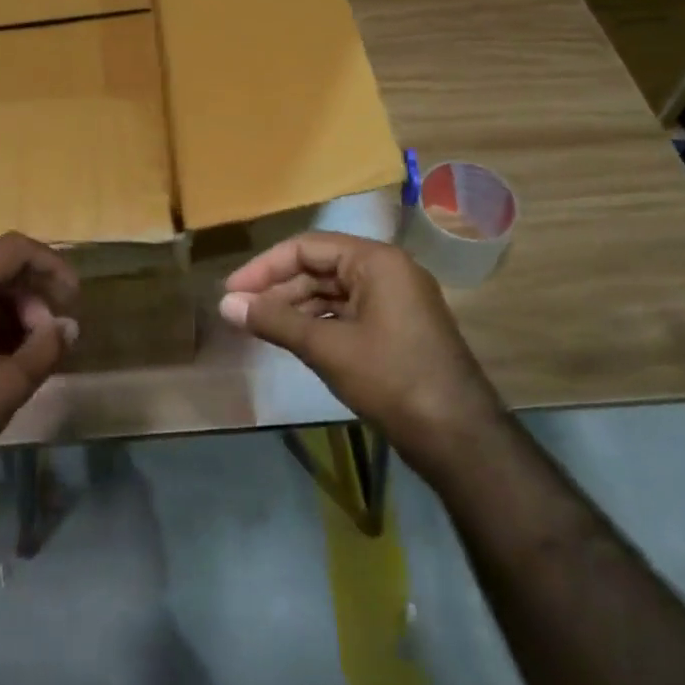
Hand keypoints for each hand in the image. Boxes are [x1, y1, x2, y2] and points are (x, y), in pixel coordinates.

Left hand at [0, 232, 78, 499]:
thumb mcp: (8, 386)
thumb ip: (45, 347)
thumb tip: (69, 326)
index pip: (10, 250)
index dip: (48, 264)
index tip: (71, 296)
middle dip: (30, 288)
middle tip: (52, 326)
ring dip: (10, 302)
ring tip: (32, 343)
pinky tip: (5, 349)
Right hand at [220, 232, 500, 454]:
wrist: (458, 436)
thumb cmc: (391, 379)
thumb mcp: (327, 347)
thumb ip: (275, 320)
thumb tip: (226, 304)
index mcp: (376, 261)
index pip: (307, 247)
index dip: (264, 267)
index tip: (232, 291)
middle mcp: (387, 271)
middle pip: (319, 267)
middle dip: (278, 288)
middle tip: (241, 311)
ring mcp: (395, 300)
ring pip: (332, 291)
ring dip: (295, 306)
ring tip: (259, 327)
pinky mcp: (396, 328)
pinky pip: (348, 312)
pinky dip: (318, 322)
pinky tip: (293, 338)